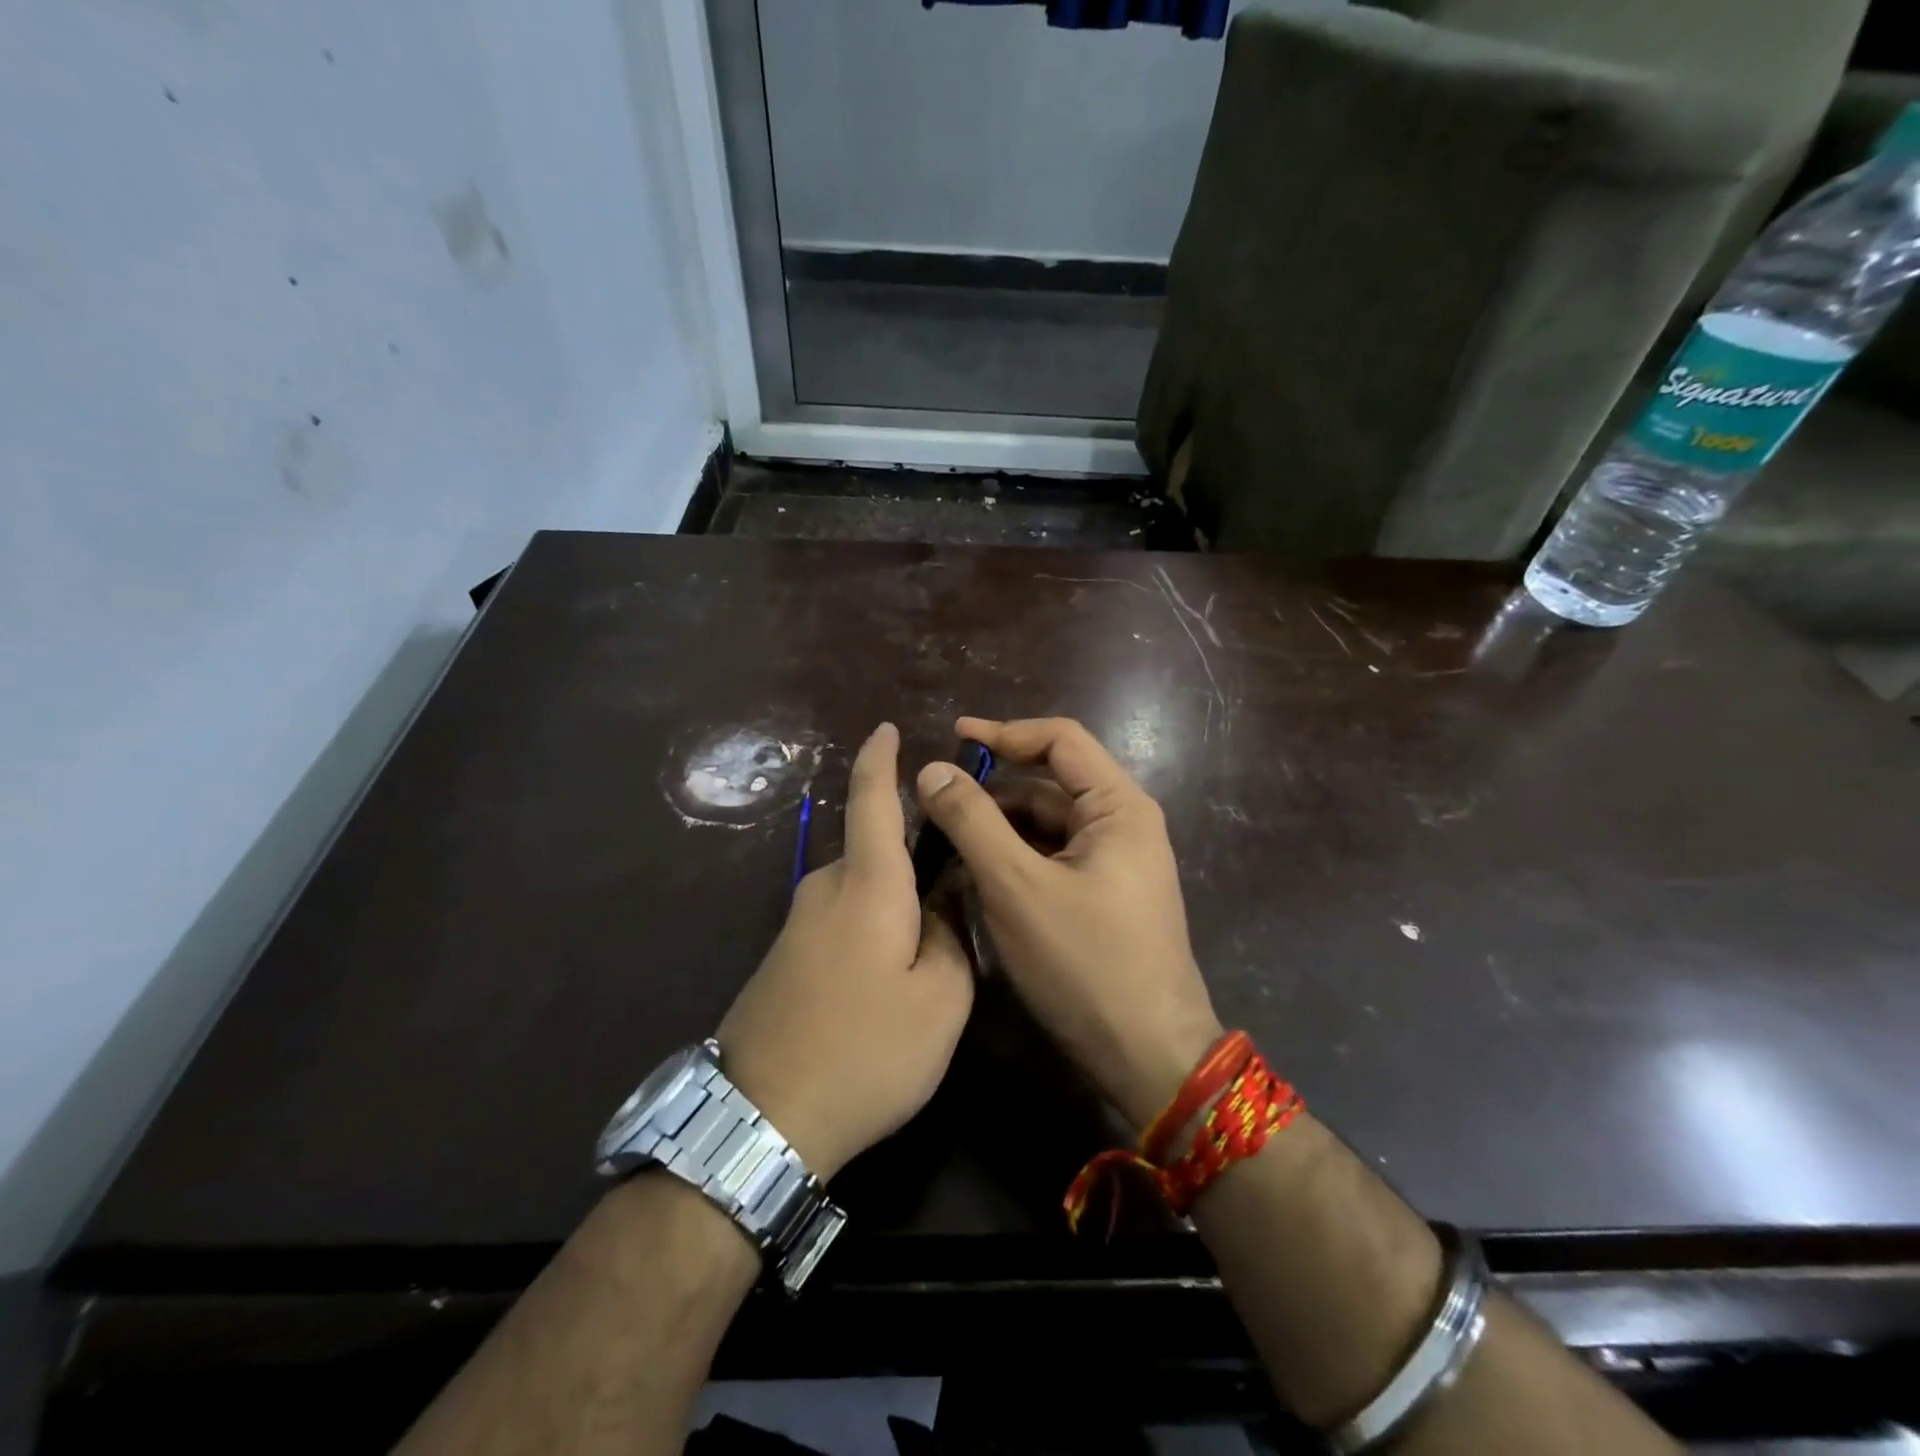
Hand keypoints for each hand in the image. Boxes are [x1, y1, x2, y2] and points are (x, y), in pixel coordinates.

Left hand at [718, 723, 972, 1179]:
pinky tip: (887, 980)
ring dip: (896, 906)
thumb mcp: (941, 1000)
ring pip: (862, 892)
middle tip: (959, 904)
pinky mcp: (785, 956)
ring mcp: (798, 924)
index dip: (880, 759)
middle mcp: (825, 889)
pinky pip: (841, 920)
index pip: (872, 799)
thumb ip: (951, 936)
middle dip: (917, 864)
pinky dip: (872, 929)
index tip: (887, 728)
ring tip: (927, 957)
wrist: (760, 1118)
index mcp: (868, 884)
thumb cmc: (866, 1051)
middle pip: (878, 852)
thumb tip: (942, 903)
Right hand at [915, 716, 1221, 1131]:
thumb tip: (931, 770)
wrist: (1147, 1057)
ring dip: (998, 826)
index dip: (1004, 732)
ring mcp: (1114, 864)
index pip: (1060, 740)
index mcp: (1118, 807)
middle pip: (1049, 784)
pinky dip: (1013, 858)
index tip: (952, 737)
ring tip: (942, 839)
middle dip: (992, 789)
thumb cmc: (1086, 963)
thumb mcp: (1016, 886)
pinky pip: (1051, 859)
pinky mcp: (1103, 896)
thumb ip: (972, 822)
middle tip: (933, 802)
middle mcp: (1122, 825)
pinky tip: (974, 874)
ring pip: (1046, 826)